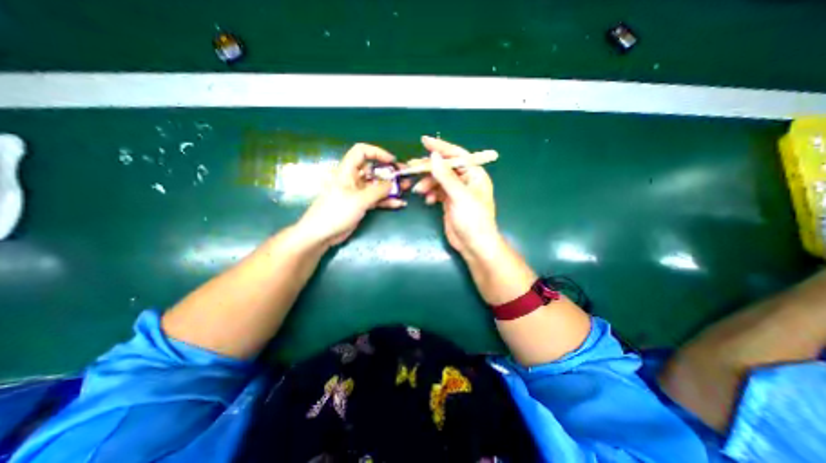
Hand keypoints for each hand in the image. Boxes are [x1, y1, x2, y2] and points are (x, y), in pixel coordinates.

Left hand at [300, 142, 409, 247]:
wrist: (321, 234)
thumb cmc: (336, 212)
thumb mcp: (359, 200)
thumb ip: (378, 190)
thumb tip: (393, 183)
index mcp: (347, 171)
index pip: (361, 152)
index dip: (377, 153)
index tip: (392, 161)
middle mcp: (353, 179)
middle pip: (373, 170)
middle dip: (389, 172)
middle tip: (405, 176)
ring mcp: (358, 193)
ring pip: (377, 185)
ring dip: (391, 187)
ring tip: (406, 189)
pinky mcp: (361, 205)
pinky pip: (377, 199)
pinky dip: (387, 200)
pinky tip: (399, 203)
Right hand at [411, 136, 495, 255]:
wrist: (474, 244)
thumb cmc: (473, 219)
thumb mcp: (459, 196)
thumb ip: (446, 176)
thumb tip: (433, 156)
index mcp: (474, 174)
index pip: (457, 155)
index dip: (441, 147)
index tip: (424, 141)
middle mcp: (466, 180)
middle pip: (445, 168)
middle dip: (429, 168)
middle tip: (412, 168)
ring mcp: (457, 192)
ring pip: (439, 180)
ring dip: (427, 183)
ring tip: (418, 191)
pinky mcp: (449, 202)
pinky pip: (437, 192)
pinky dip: (430, 193)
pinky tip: (427, 200)